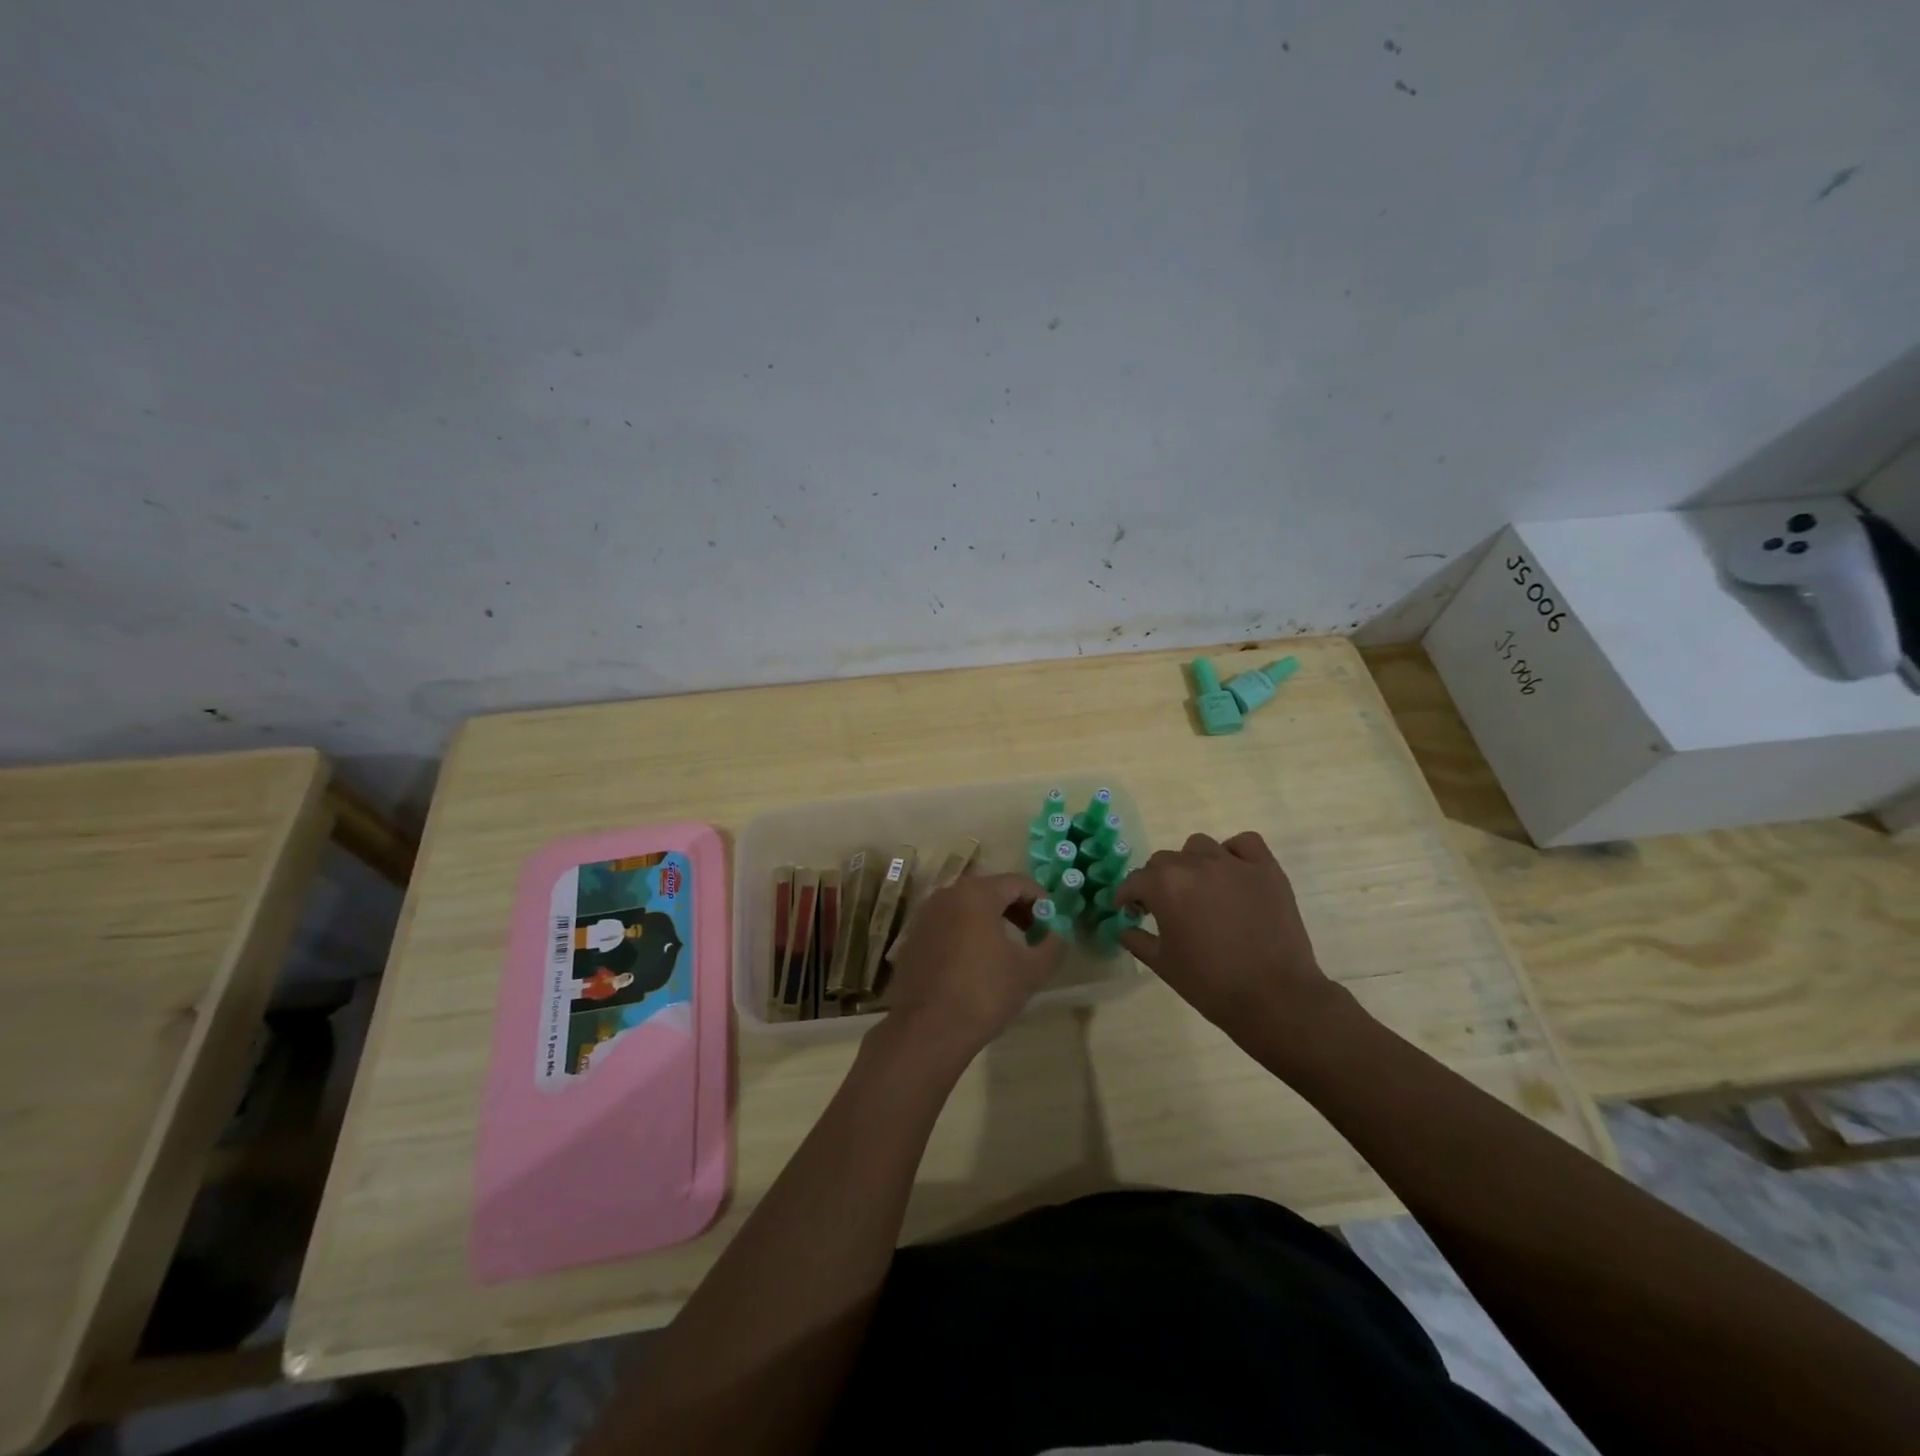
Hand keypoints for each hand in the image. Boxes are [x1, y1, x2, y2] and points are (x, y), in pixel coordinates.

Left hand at [880, 871, 1064, 1066]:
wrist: (928, 1030)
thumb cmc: (984, 993)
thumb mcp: (1031, 971)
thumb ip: (1051, 944)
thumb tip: (1055, 933)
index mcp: (976, 894)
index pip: (1017, 882)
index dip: (1040, 899)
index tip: (1053, 921)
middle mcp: (947, 895)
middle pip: (990, 890)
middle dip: (1016, 908)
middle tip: (1034, 933)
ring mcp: (925, 915)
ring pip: (966, 907)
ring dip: (991, 920)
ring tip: (1007, 948)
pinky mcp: (913, 938)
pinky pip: (948, 925)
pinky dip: (967, 933)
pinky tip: (976, 962)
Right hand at [1116, 831, 1336, 1041]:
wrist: (1274, 997)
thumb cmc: (1210, 983)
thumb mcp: (1162, 965)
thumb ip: (1137, 940)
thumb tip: (1125, 928)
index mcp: (1165, 886)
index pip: (1135, 881)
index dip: (1127, 896)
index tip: (1129, 910)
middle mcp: (1195, 865)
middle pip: (1164, 861)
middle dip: (1157, 881)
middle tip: (1164, 907)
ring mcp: (1233, 864)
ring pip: (1200, 846)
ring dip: (1192, 863)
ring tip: (1199, 888)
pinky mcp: (1266, 869)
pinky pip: (1245, 843)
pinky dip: (1234, 852)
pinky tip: (1233, 873)